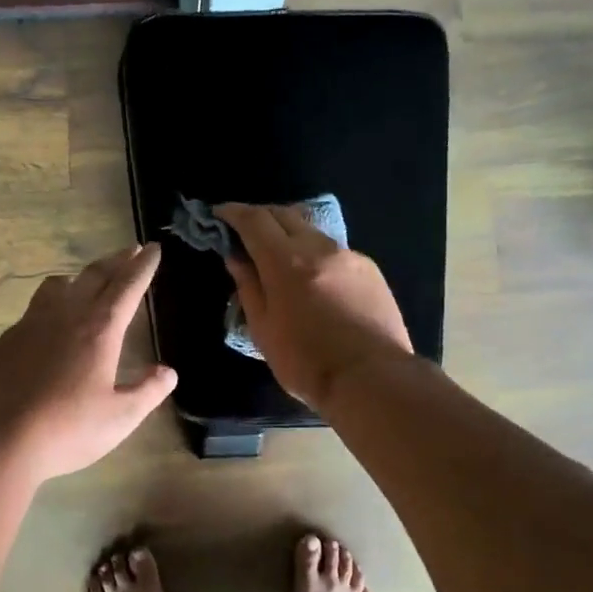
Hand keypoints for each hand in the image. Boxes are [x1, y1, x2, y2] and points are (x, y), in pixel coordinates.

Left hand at [0, 243, 176, 481]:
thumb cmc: (66, 429)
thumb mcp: (119, 418)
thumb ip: (147, 392)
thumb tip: (168, 373)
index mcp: (99, 330)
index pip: (127, 287)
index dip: (143, 267)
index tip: (153, 248)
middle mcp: (66, 316)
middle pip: (95, 276)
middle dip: (116, 261)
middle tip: (131, 250)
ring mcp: (31, 324)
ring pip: (58, 285)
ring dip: (79, 277)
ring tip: (87, 280)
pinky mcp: (6, 340)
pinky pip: (34, 308)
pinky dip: (51, 302)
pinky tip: (49, 323)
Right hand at [217, 204, 414, 412]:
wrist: (372, 379)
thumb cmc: (306, 362)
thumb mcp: (263, 329)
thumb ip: (248, 286)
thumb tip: (236, 257)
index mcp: (286, 261)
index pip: (254, 220)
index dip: (233, 212)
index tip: (220, 214)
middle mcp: (318, 247)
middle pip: (284, 214)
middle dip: (261, 216)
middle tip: (245, 231)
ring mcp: (348, 255)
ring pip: (311, 230)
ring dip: (290, 233)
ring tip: (279, 254)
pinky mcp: (370, 269)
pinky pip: (334, 250)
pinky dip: (315, 254)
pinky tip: (314, 277)